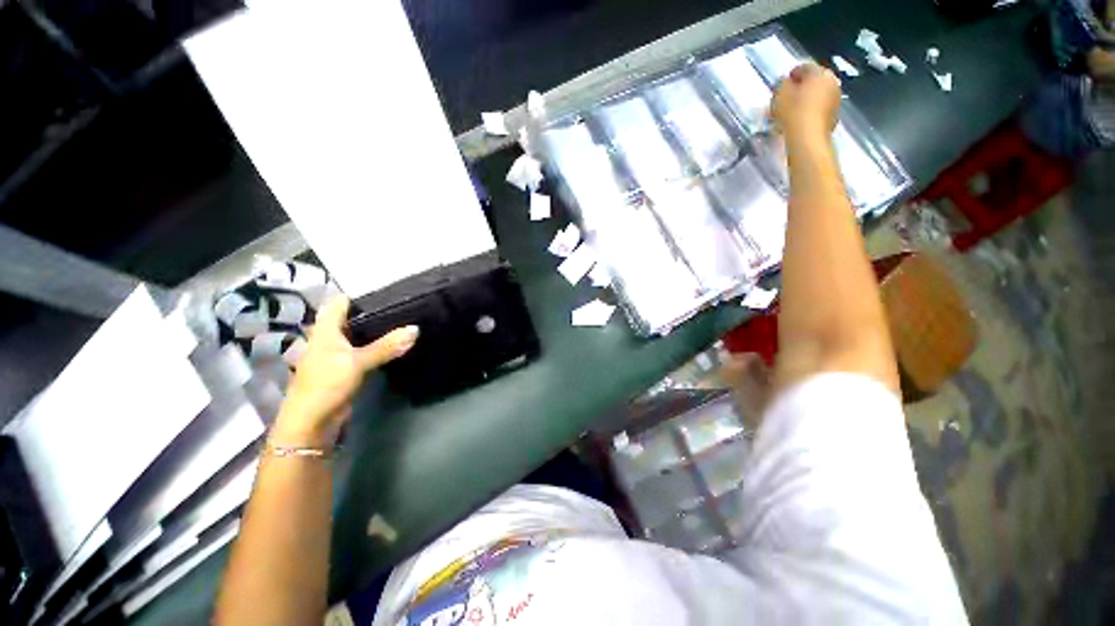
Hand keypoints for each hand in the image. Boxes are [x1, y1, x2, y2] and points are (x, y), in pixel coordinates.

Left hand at [271, 296, 418, 447]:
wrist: (311, 422)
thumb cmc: (326, 385)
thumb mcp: (357, 362)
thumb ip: (386, 346)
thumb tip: (416, 329)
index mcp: (325, 330)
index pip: (340, 302)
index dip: (360, 294)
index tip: (388, 290)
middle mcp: (330, 338)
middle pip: (352, 318)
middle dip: (374, 311)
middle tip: (403, 305)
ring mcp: (338, 354)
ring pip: (359, 334)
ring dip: (377, 329)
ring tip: (403, 320)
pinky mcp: (346, 368)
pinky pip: (364, 350)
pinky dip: (377, 345)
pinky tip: (394, 343)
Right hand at [772, 63, 841, 141]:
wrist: (807, 138)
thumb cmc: (793, 112)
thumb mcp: (780, 94)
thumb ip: (782, 84)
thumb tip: (785, 82)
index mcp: (819, 73)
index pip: (804, 67)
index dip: (792, 74)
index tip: (782, 83)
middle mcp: (832, 82)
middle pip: (814, 81)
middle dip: (801, 88)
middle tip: (787, 97)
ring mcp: (836, 99)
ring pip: (818, 95)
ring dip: (806, 100)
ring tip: (792, 111)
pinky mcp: (834, 116)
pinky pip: (820, 109)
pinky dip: (811, 111)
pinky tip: (800, 120)